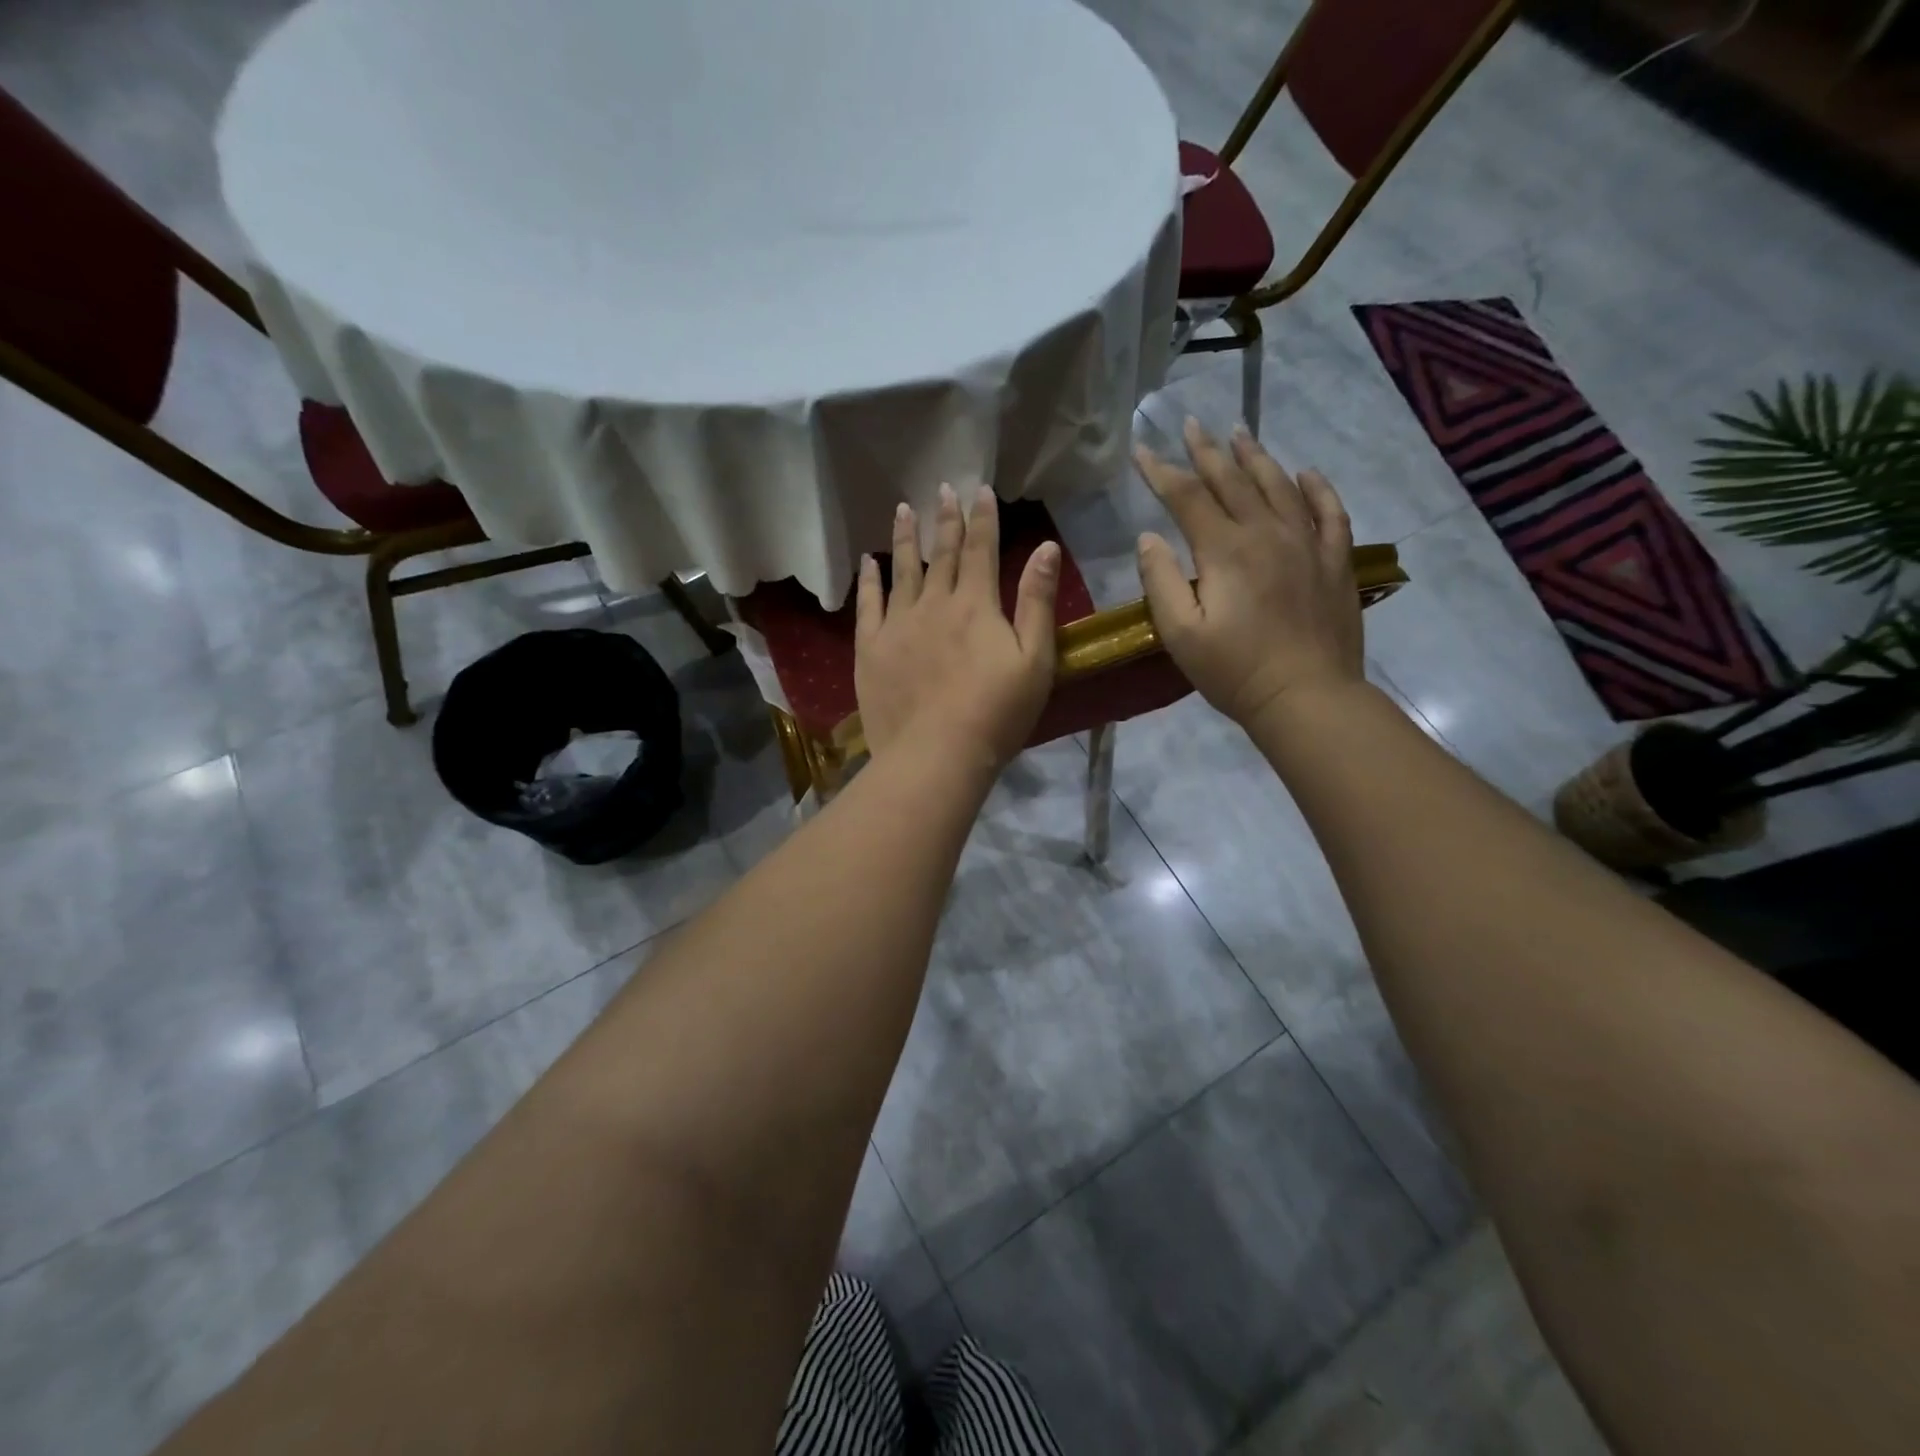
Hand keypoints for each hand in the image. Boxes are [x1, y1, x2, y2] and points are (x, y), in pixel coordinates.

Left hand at [855, 484, 1061, 769]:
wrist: (936, 754)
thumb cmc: (996, 713)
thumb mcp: (1035, 659)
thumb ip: (1037, 601)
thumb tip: (1045, 547)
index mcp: (975, 604)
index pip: (980, 549)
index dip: (982, 518)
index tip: (981, 490)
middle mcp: (933, 603)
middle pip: (940, 553)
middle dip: (945, 519)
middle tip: (943, 489)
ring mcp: (897, 624)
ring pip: (902, 570)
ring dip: (904, 538)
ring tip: (903, 509)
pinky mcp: (870, 649)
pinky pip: (868, 605)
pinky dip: (870, 580)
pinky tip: (868, 562)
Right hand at [1133, 418, 1362, 729]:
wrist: (1306, 697)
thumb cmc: (1234, 671)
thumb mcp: (1180, 634)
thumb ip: (1161, 581)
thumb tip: (1149, 538)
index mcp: (1225, 550)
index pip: (1187, 497)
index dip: (1161, 471)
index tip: (1142, 450)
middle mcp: (1267, 533)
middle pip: (1232, 480)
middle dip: (1206, 451)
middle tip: (1191, 424)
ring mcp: (1307, 543)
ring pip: (1279, 486)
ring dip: (1256, 457)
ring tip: (1239, 433)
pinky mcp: (1335, 561)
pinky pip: (1330, 512)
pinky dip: (1316, 488)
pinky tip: (1306, 473)